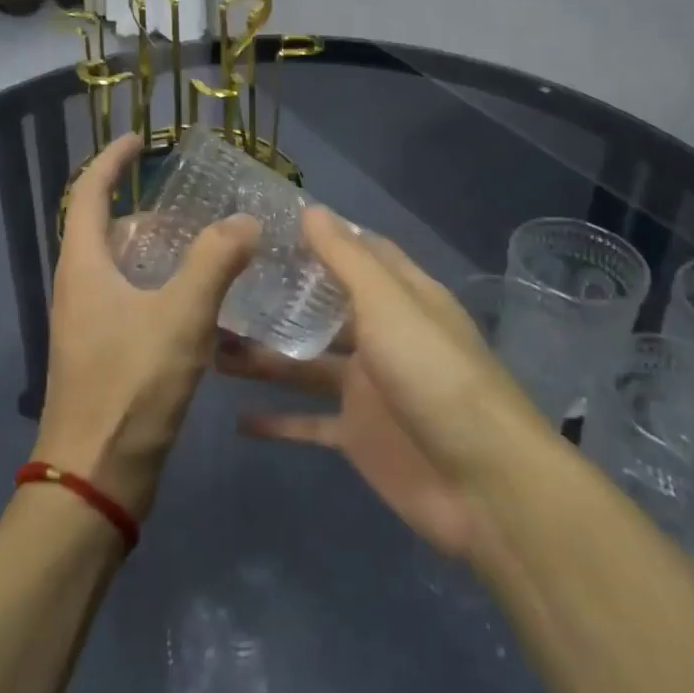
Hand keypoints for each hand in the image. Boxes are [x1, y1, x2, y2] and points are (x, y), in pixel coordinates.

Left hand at [32, 134, 259, 520]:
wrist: (96, 478)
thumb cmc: (131, 386)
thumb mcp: (181, 316)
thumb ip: (216, 261)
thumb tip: (246, 221)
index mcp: (84, 265)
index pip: (88, 192)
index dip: (113, 161)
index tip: (142, 139)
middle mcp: (80, 287)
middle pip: (108, 230)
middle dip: (148, 210)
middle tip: (196, 204)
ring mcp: (90, 323)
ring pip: (124, 269)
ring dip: (161, 252)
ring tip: (210, 247)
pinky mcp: (106, 354)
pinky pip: (135, 301)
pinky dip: (165, 288)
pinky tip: (204, 304)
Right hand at [217, 208, 552, 557]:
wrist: (483, 483)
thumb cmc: (434, 374)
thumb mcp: (388, 304)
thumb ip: (348, 259)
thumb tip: (312, 209)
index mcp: (400, 296)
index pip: (359, 252)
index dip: (320, 236)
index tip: (267, 224)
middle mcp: (383, 335)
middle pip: (325, 308)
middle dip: (281, 296)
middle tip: (221, 284)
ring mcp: (370, 388)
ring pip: (307, 364)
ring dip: (266, 356)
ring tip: (210, 344)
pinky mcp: (359, 436)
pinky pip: (310, 423)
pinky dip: (278, 421)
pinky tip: (237, 417)